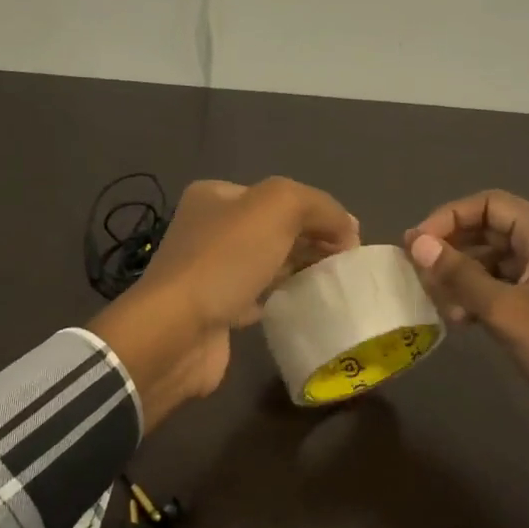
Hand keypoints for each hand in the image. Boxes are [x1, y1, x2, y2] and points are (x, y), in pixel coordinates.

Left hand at [91, 178, 358, 431]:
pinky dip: (282, 297)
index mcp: (216, 196)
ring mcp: (210, 272)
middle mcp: (209, 229)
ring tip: (333, 281)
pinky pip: (258, 297)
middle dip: (312, 240)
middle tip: (345, 262)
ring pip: (268, 263)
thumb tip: (346, 227)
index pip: (280, 195)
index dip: (319, 212)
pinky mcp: (217, 311)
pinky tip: (303, 303)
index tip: (350, 239)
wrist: (177, 331)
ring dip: (300, 268)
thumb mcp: (278, 207)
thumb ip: (318, 206)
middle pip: (275, 228)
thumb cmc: (225, 260)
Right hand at [405, 191, 528, 495]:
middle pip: (489, 229)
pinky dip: (478, 295)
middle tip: (419, 274)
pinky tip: (460, 319)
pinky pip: (503, 285)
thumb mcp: (504, 310)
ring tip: (440, 305)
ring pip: (493, 260)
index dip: (448, 217)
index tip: (416, 244)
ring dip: (462, 276)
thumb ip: (459, 274)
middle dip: (452, 248)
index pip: (489, 204)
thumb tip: (416, 243)